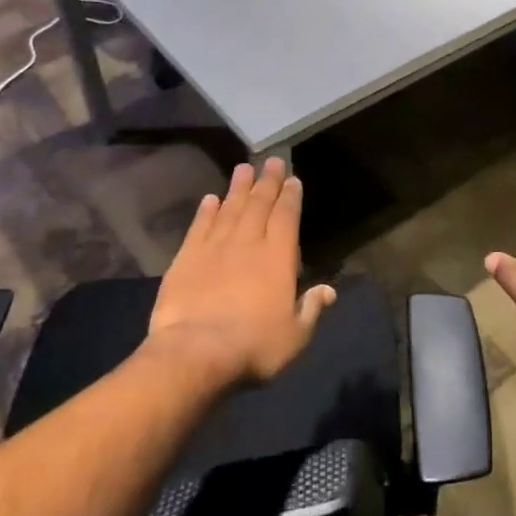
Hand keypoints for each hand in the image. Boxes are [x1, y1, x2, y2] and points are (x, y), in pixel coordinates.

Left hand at [147, 158, 335, 387]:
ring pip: (229, 209)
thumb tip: (329, 290)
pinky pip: (199, 227)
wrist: (195, 353)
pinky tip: (210, 199)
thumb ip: (311, 308)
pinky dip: (206, 211)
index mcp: (278, 258)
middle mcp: (248, 243)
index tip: (292, 179)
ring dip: (238, 188)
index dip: (290, 197)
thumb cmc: (253, 346)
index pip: (287, 217)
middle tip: (271, 161)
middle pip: (259, 205)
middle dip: (267, 182)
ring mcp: (214, 248)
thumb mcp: (294, 335)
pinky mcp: (186, 259)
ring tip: (243, 169)